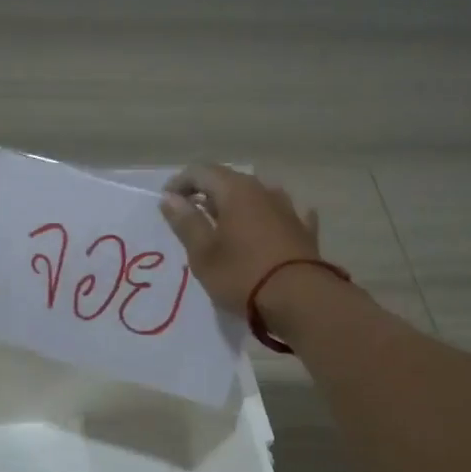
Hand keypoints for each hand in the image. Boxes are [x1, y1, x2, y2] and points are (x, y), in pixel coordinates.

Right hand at [160, 164, 322, 313]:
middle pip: (229, 181)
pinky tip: (268, 228)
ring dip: (237, 205)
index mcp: (236, 191)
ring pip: (256, 196)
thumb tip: (170, 197)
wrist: (301, 300)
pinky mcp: (304, 231)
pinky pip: (282, 215)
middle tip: (190, 216)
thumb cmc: (242, 275)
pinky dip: (268, 219)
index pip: (201, 172)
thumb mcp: (203, 253)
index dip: (180, 183)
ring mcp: (288, 209)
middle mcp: (264, 190)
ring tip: (224, 226)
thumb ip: (186, 222)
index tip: (166, 202)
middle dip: (206, 193)